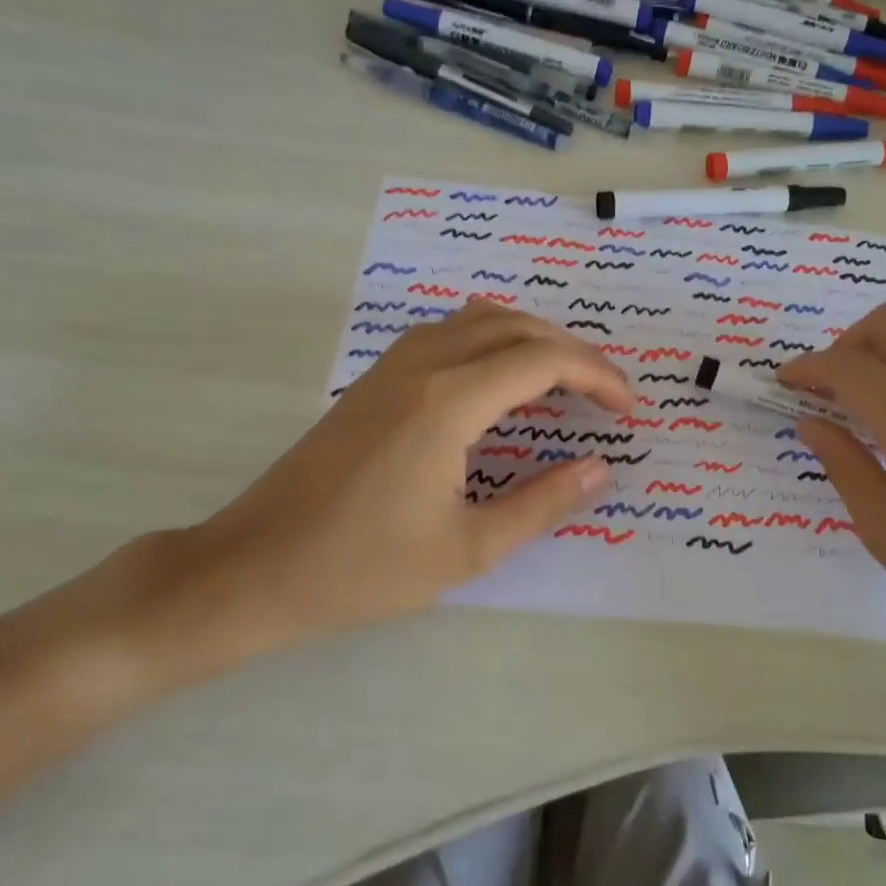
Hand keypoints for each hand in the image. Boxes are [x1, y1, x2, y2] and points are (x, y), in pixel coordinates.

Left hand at [123, 302, 632, 685]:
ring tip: (565, 380)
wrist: (256, 566)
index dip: (598, 377)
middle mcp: (422, 365)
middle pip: (516, 326)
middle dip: (574, 352)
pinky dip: (492, 340)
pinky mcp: (374, 379)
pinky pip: (448, 332)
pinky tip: (501, 379)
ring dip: (532, 338)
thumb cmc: (363, 567)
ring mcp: (392, 366)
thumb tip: (600, 469)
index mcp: (448, 402)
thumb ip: (542, 504)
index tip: (629, 409)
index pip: (543, 360)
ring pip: (479, 319)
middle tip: (608, 394)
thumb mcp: (467, 549)